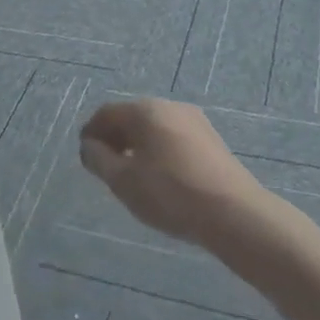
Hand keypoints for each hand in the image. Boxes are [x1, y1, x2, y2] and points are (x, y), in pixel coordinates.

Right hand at [79, 99, 266, 249]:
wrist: (234, 213)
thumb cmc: (170, 193)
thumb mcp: (123, 181)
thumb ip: (99, 160)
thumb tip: (90, 146)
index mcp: (145, 110)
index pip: (107, 113)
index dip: (92, 132)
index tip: (85, 156)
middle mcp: (169, 106)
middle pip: (132, 117)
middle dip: (115, 139)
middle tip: (106, 167)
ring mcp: (195, 121)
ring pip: (155, 128)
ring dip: (138, 146)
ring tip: (133, 176)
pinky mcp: (212, 141)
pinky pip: (174, 139)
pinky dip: (159, 152)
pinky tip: (161, 178)